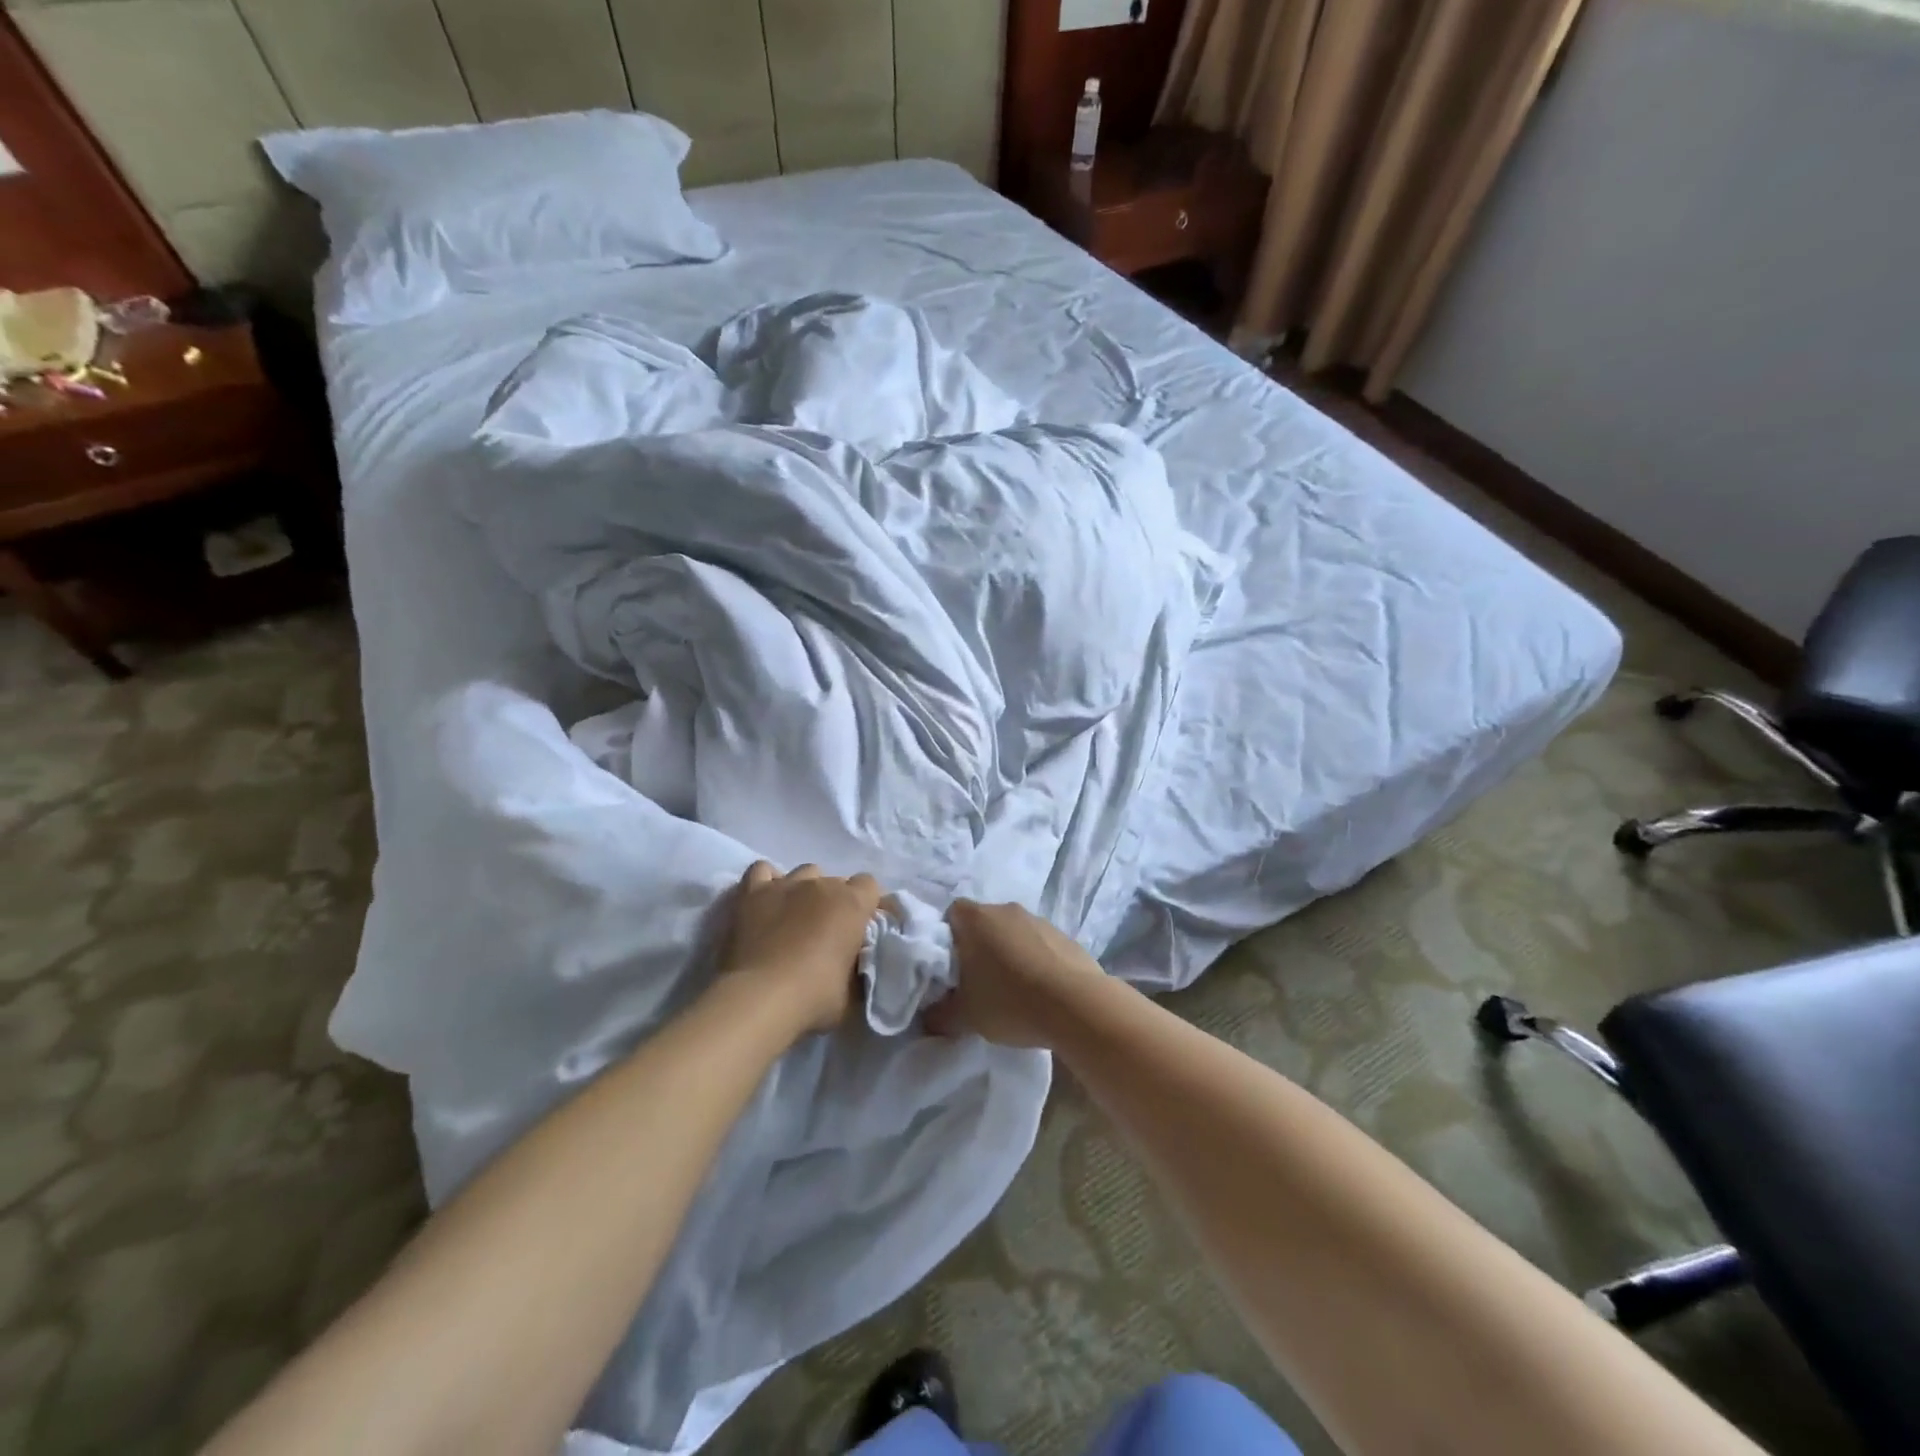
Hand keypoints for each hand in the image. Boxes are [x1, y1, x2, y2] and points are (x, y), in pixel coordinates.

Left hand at [719, 861, 882, 1036]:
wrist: (760, 999)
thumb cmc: (814, 997)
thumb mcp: (854, 991)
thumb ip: (860, 966)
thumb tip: (857, 961)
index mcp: (852, 904)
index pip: (870, 886)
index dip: (867, 906)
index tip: (861, 929)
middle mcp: (821, 884)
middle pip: (836, 881)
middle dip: (836, 902)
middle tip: (828, 934)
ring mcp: (785, 885)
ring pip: (805, 873)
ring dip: (806, 891)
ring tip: (797, 917)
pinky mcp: (751, 893)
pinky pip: (763, 870)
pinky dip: (768, 882)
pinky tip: (768, 901)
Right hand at [925, 900, 1101, 1047]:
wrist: (1076, 1005)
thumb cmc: (1010, 1002)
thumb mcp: (964, 1017)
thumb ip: (939, 1015)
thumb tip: (929, 1016)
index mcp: (976, 918)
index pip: (951, 914)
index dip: (947, 938)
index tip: (949, 967)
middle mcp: (1006, 909)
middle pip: (983, 922)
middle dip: (978, 948)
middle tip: (976, 982)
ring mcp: (1039, 920)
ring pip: (1013, 933)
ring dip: (1009, 954)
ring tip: (1011, 991)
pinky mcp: (1065, 936)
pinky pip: (1039, 945)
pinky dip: (1035, 962)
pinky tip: (1039, 992)